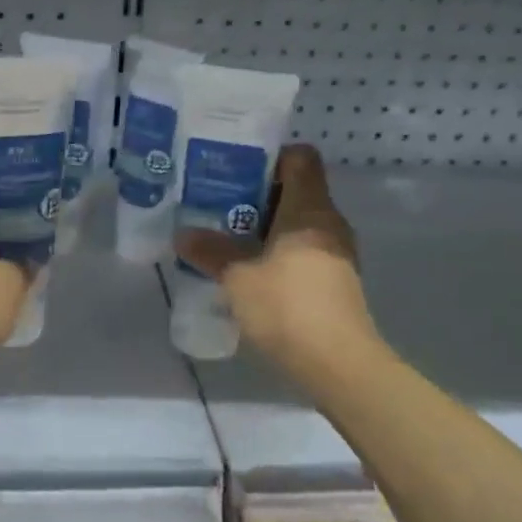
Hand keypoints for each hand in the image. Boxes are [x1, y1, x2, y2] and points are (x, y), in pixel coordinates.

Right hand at [175, 144, 380, 372]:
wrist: (339, 365)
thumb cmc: (288, 306)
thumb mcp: (237, 277)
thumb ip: (210, 251)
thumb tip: (182, 234)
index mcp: (310, 208)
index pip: (300, 158)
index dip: (270, 156)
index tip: (235, 167)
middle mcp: (329, 223)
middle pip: (295, 190)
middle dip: (256, 195)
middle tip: (217, 203)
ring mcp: (336, 254)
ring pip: (298, 224)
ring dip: (264, 227)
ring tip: (226, 236)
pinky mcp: (335, 283)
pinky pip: (302, 251)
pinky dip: (277, 253)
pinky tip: (249, 270)